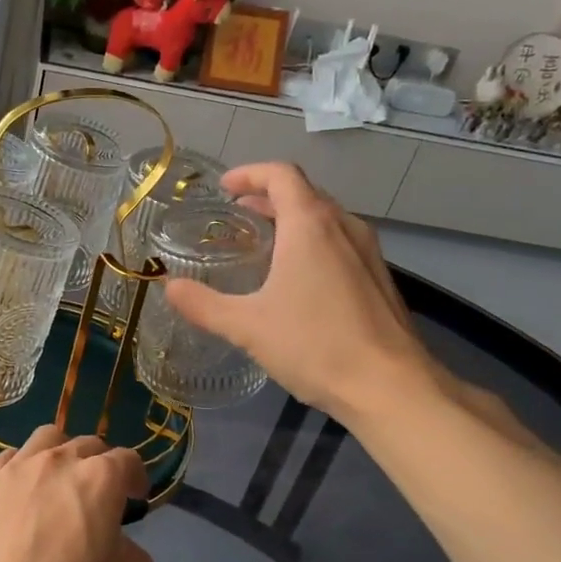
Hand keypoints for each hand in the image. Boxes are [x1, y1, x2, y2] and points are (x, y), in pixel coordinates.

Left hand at [0, 426, 153, 561]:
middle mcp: (59, 461)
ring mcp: (18, 468)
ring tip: (59, 482)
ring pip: (47, 439)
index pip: (127, 460)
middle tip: (99, 497)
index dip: (135, 478)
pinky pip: (9, 458)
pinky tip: (22, 491)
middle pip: (88, 445)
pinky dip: (22, 467)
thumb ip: (135, 557)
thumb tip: (119, 546)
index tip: (135, 499)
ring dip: (61, 454)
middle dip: (100, 465)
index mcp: (100, 479)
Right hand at [161, 162, 445, 426]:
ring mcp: (368, 252)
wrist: (391, 387)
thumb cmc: (315, 345)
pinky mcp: (379, 278)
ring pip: (325, 218)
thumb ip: (204, 304)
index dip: (250, 174)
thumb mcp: (247, 326)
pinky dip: (313, 243)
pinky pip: (340, 243)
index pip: (281, 175)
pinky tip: (298, 280)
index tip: (224, 189)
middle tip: (237, 217)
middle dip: (268, 198)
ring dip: (292, 220)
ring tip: (264, 245)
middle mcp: (343, 227)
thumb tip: (170, 288)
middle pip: (304, 193)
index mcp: (310, 225)